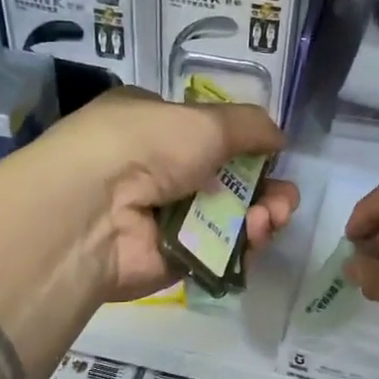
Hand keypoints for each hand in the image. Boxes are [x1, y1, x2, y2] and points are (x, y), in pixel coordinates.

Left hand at [35, 88, 301, 301]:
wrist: (95, 211)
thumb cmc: (146, 147)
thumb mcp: (205, 120)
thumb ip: (249, 126)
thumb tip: (278, 139)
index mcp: (155, 125)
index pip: (209, 135)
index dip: (246, 147)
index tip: (274, 158)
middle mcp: (157, 170)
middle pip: (227, 180)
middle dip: (264, 189)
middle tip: (284, 200)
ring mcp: (164, 217)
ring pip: (228, 218)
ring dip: (261, 215)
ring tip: (272, 217)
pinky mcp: (172, 258)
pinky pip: (219, 250)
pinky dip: (244, 244)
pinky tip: (256, 235)